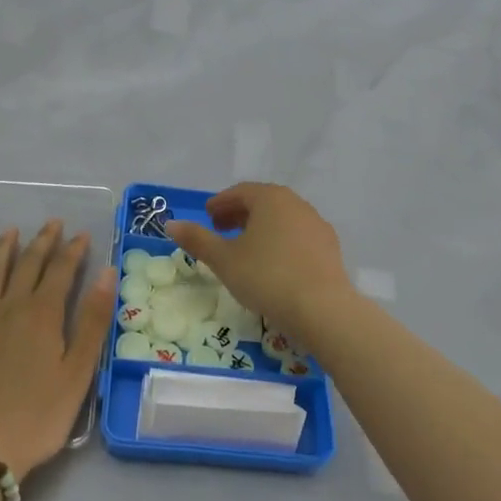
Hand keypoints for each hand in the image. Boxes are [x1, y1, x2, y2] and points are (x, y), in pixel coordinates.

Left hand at [0, 220, 116, 481]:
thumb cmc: (38, 415)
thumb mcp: (77, 372)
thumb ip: (92, 321)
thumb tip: (107, 273)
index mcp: (43, 314)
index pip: (62, 271)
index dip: (73, 250)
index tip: (82, 234)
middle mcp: (11, 307)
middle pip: (28, 265)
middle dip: (43, 241)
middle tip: (53, 223)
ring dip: (4, 249)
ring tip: (11, 231)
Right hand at [165, 183, 353, 343]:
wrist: (322, 308)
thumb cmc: (266, 277)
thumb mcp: (224, 260)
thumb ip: (197, 239)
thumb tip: (171, 224)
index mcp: (270, 198)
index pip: (240, 191)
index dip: (221, 203)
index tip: (207, 216)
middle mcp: (296, 203)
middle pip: (262, 202)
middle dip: (239, 214)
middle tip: (221, 230)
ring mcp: (316, 224)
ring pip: (282, 219)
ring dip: (261, 228)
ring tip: (245, 248)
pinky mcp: (329, 247)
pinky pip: (298, 236)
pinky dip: (280, 241)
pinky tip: (273, 264)